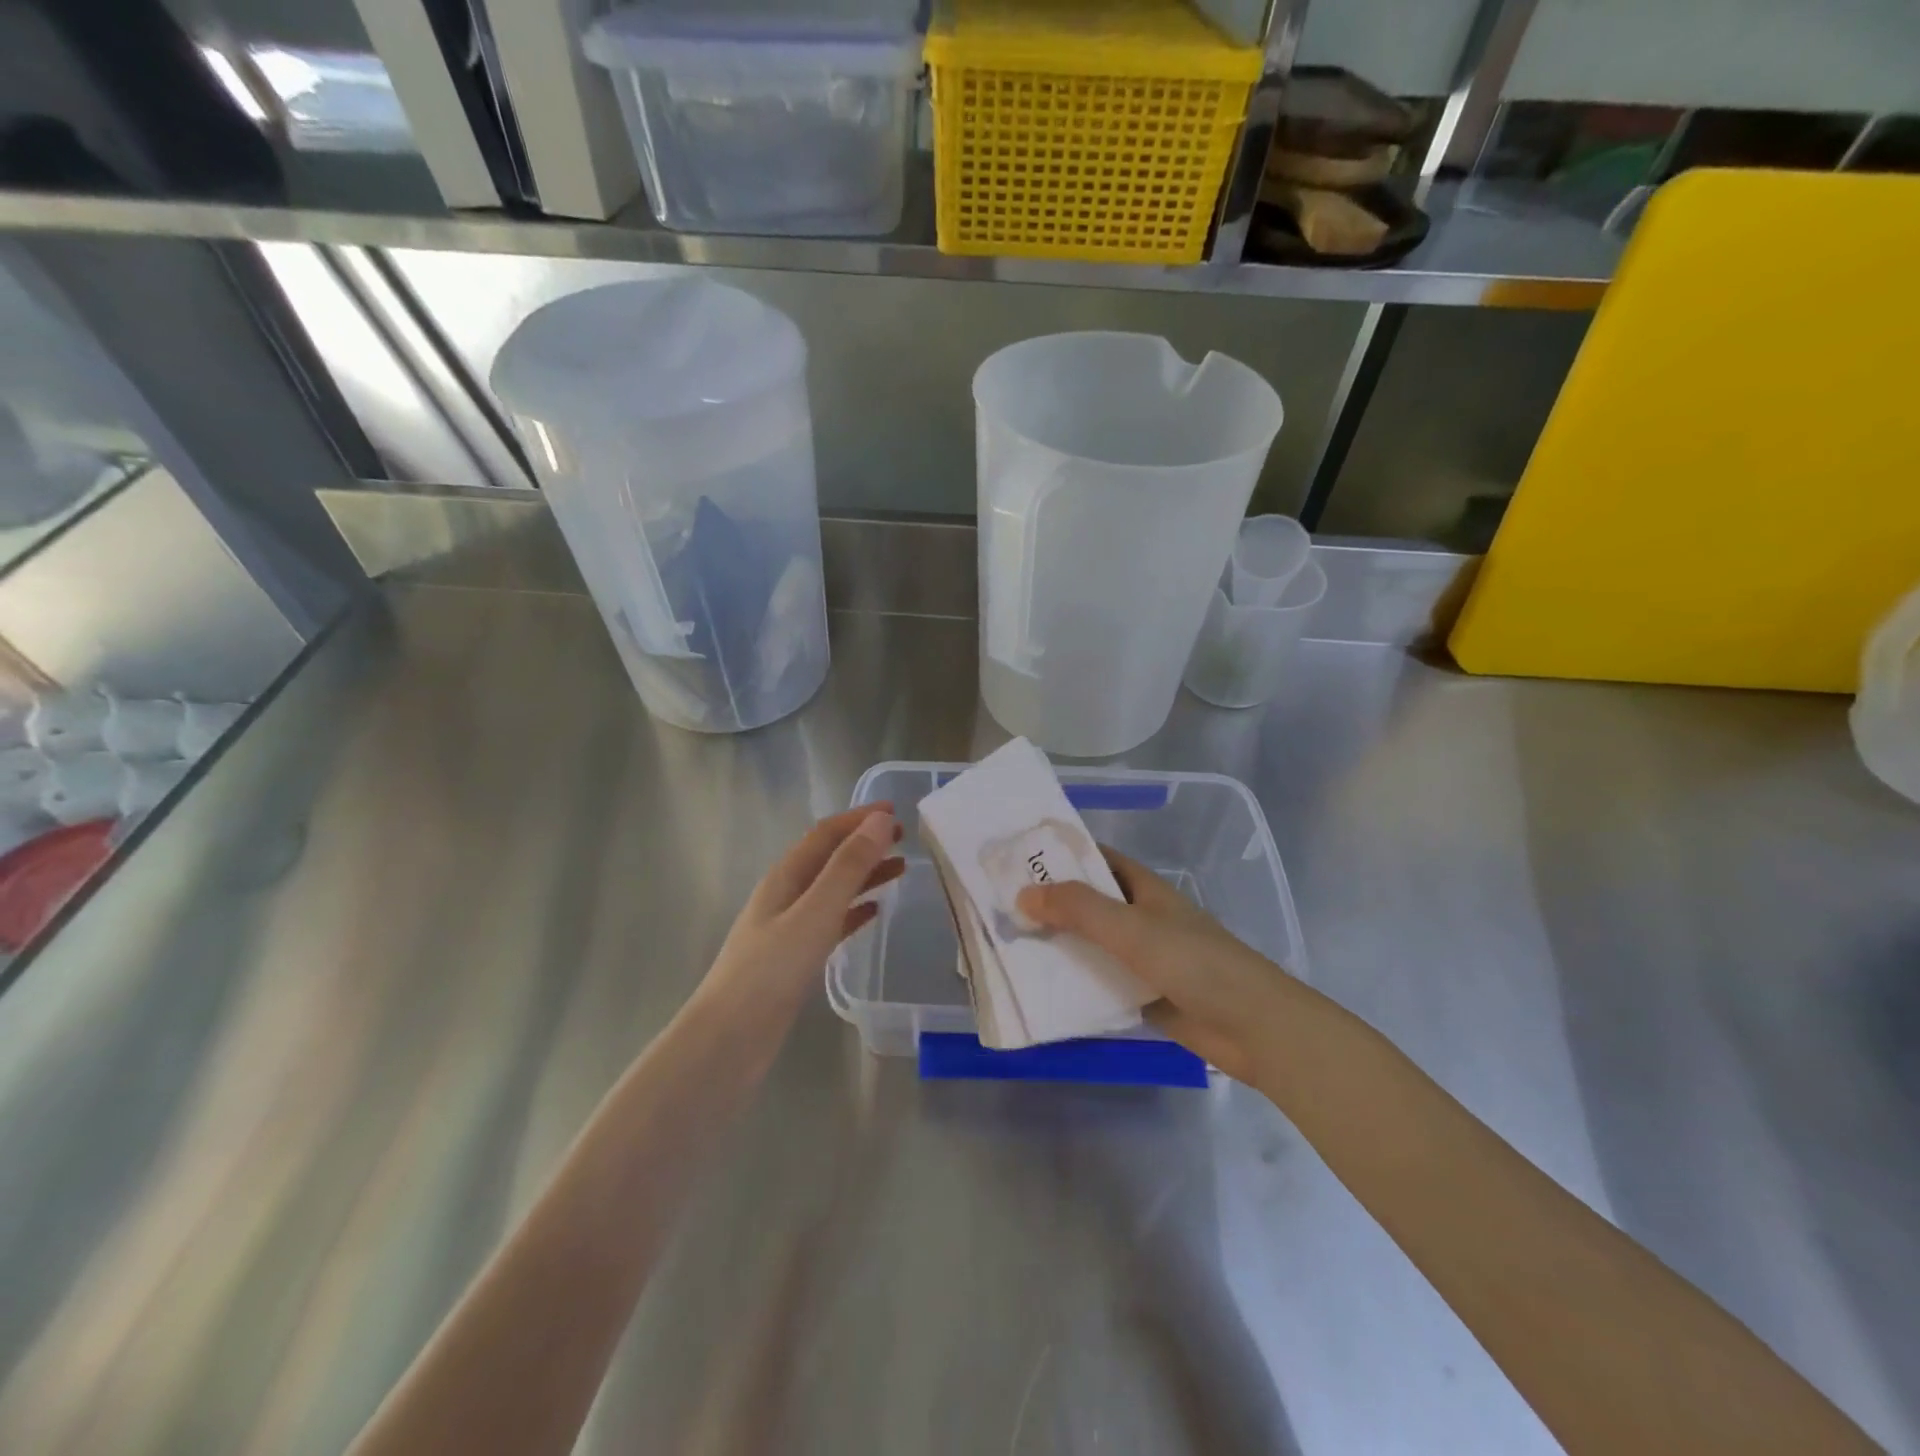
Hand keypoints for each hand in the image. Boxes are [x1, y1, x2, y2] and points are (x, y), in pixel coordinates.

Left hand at [696, 805, 904, 1028]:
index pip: (826, 834)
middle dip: (865, 843)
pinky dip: (854, 910)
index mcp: (786, 877)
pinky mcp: (794, 958)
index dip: (859, 818)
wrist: (728, 1040)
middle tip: (905, 838)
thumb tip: (880, 821)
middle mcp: (786, 895)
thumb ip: (848, 867)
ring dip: (864, 874)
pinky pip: (831, 922)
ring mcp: (788, 927)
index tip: (896, 810)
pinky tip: (873, 913)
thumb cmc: (771, 972)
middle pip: (830, 858)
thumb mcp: (815, 912)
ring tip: (899, 869)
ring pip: (833, 889)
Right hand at [1016, 847, 1303, 1086]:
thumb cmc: (1194, 962)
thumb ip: (1078, 909)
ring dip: (1058, 945)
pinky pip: (1099, 982)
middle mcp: (1140, 917)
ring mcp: (1141, 958)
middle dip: (1049, 904)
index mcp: (1143, 889)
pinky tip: (1039, 989)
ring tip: (1008, 946)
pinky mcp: (1142, 994)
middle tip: (999, 908)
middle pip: (1088, 904)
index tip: (1017, 860)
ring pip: (1090, 945)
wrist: (1251, 1026)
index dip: (1060, 856)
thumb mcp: (1130, 928)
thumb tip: (1022, 895)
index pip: (1096, 860)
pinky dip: (1074, 983)